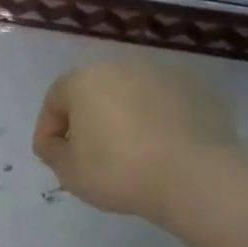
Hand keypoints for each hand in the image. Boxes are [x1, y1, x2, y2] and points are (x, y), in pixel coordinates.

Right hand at [32, 61, 236, 222]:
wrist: (194, 177)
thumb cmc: (118, 171)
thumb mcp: (68, 171)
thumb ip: (52, 151)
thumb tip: (57, 142)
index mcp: (85, 80)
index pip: (54, 100)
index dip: (48, 129)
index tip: (52, 156)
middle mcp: (123, 68)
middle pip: (95, 93)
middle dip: (88, 120)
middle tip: (90, 153)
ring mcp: (164, 77)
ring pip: (133, 97)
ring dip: (125, 119)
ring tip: (131, 153)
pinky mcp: (199, 92)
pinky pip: (167, 107)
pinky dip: (160, 123)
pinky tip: (164, 151)